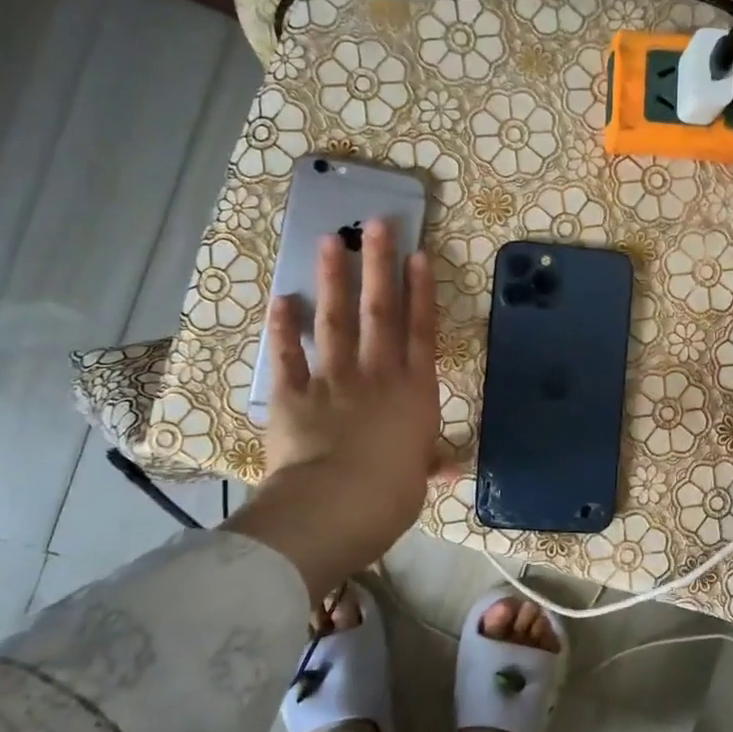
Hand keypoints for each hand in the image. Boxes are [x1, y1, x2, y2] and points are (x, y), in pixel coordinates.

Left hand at [224, 219, 443, 599]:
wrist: (335, 506)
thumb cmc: (391, 495)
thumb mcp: (419, 480)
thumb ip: (430, 464)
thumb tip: (451, 468)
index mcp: (414, 392)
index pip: (421, 331)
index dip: (421, 291)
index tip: (418, 255)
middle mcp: (376, 374)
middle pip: (380, 311)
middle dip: (379, 265)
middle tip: (377, 225)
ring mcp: (333, 380)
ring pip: (336, 320)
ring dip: (334, 279)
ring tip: (331, 241)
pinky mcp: (293, 395)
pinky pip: (288, 356)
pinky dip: (283, 328)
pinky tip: (281, 299)